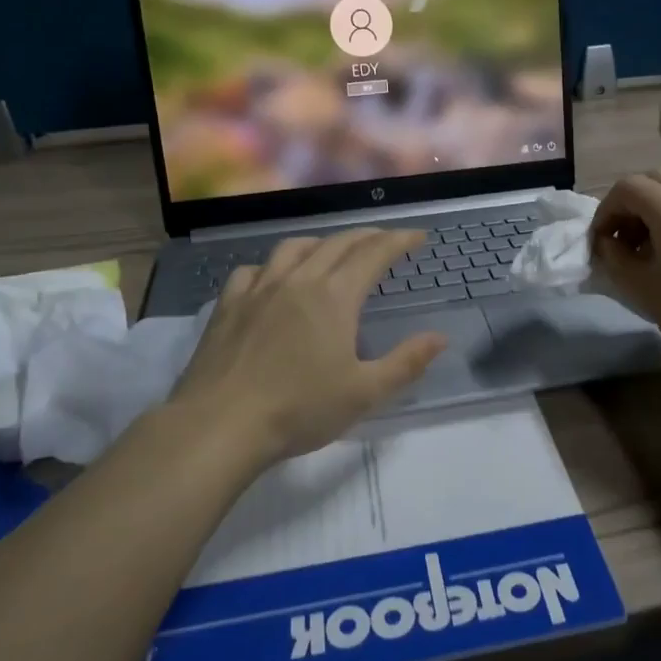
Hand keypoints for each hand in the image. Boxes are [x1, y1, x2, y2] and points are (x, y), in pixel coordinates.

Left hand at [167, 229, 446, 461]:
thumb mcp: (364, 393)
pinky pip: (252, 270)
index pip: (374, 254)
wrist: (220, 425)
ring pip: (294, 248)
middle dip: (366, 237)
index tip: (417, 235)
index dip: (399, 240)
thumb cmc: (299, 410)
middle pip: (337, 243)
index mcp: (335, 297)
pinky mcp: (228, 305)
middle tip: (384, 241)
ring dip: (321, 243)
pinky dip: (272, 266)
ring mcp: (259, 289)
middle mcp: (298, 280)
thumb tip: (440, 337)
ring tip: (331, 251)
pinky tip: (272, 279)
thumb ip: (406, 362)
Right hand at [590, 167, 660, 374]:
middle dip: (629, 203)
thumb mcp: (643, 289)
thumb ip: (615, 259)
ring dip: (652, 209)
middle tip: (620, 238)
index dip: (605, 211)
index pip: (626, 188)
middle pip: (653, 179)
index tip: (598, 243)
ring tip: (644, 249)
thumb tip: (607, 244)